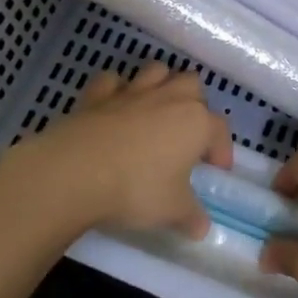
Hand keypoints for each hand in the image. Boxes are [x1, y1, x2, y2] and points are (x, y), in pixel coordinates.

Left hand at [0, 63, 231, 240]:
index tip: (216, 170)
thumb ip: (191, 216)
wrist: (76, 172)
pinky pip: (113, 80)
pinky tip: (116, 106)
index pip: (220, 129)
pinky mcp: (98, 94)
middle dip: (195, 103)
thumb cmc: (136, 189)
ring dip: (162, 84)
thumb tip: (201, 227)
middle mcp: (169, 98)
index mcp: (196, 122)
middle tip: (188, 133)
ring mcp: (132, 92)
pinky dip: (117, 89)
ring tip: (157, 110)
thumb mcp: (172, 211)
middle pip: (193, 85)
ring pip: (157, 70)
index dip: (222, 149)